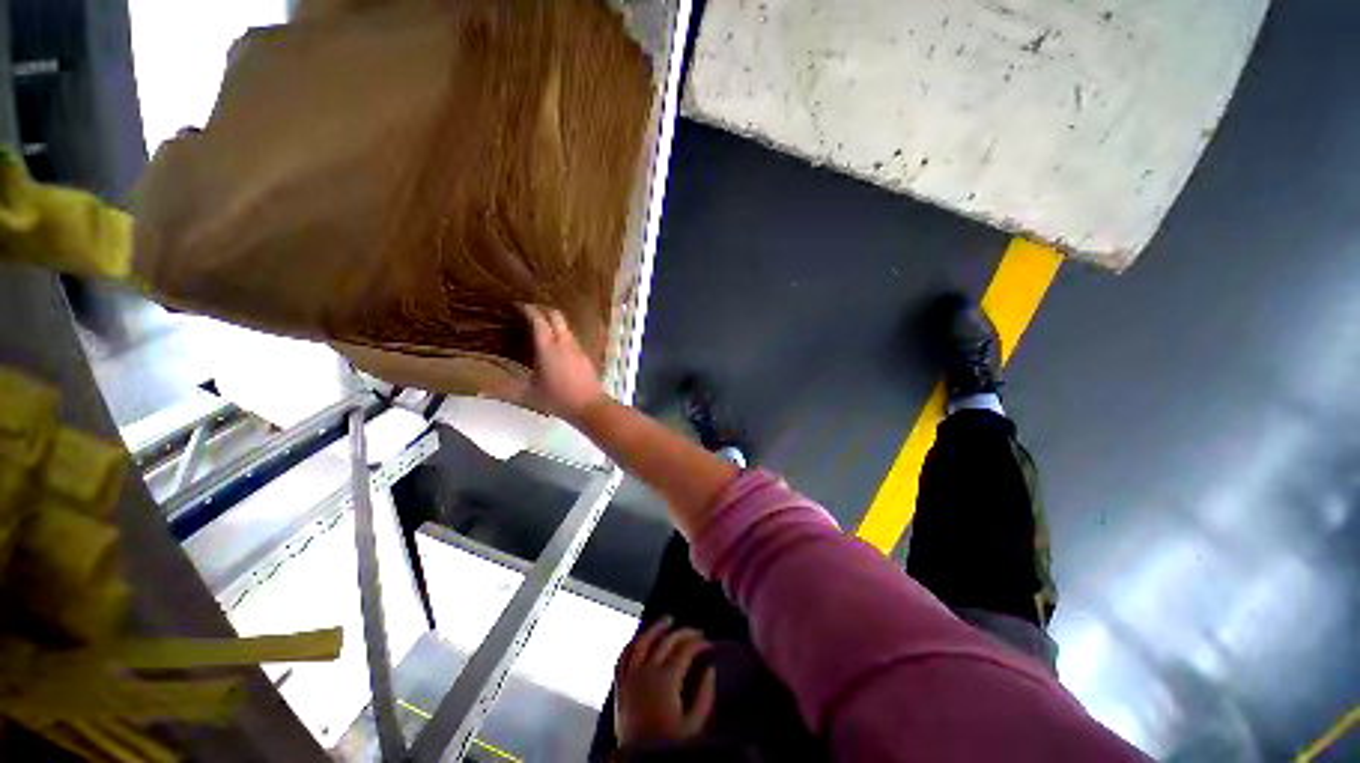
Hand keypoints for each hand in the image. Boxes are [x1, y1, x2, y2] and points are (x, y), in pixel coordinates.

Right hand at [520, 304, 607, 419]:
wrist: (589, 405)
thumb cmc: (558, 399)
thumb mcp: (531, 390)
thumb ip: (516, 378)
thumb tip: (501, 372)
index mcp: (547, 347)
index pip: (537, 319)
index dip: (527, 309)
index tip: (518, 306)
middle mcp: (562, 341)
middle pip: (554, 314)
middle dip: (541, 308)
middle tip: (529, 311)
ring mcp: (575, 346)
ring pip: (563, 324)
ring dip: (551, 319)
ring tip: (540, 326)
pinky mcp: (583, 353)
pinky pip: (569, 335)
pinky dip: (559, 331)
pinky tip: (553, 343)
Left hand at [614, 617, 716, 747]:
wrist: (638, 751)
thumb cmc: (670, 738)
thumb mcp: (696, 720)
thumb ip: (705, 693)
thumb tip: (709, 669)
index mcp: (666, 680)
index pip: (684, 651)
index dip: (699, 643)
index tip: (710, 644)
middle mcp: (645, 672)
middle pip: (664, 642)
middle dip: (682, 633)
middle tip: (697, 631)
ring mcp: (629, 676)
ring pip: (641, 644)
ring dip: (655, 629)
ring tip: (667, 619)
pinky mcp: (619, 683)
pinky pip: (623, 656)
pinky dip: (632, 643)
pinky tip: (639, 638)